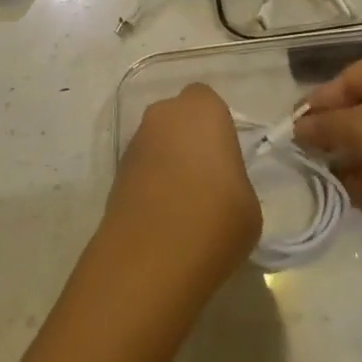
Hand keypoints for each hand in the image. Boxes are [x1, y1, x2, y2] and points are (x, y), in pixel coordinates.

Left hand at [107, 84, 260, 284]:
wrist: (153, 258)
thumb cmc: (217, 218)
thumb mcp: (247, 200)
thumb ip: (232, 180)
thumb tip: (217, 188)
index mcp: (202, 109)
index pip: (207, 102)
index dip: (215, 128)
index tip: (225, 159)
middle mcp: (163, 115)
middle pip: (177, 119)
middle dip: (188, 140)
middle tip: (205, 179)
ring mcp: (134, 144)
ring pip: (157, 143)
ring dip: (167, 162)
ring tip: (183, 204)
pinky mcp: (114, 175)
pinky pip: (141, 170)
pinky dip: (150, 185)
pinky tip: (163, 218)